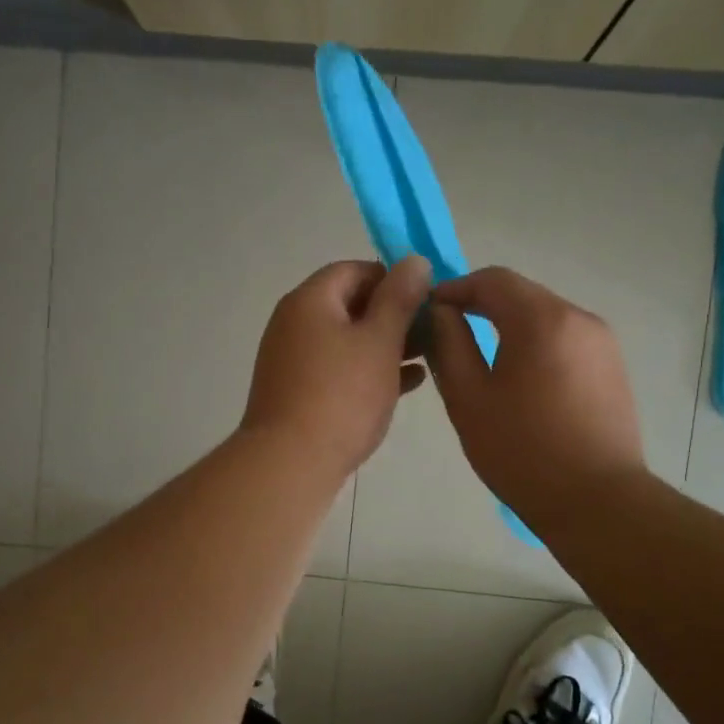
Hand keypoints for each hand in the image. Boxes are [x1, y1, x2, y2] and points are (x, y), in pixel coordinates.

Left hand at [241, 257, 431, 478]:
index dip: (393, 278)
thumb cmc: (341, 395)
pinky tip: (408, 384)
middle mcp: (294, 324)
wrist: (290, 463)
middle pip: (350, 305)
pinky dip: (369, 370)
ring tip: (427, 356)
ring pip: (347, 341)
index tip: (427, 299)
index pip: (354, 270)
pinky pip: (339, 370)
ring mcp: (293, 361)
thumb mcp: (379, 342)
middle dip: (393, 315)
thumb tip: (415, 261)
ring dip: (386, 344)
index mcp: (310, 301)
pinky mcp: (297, 393)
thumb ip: (400, 299)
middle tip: (433, 331)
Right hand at [424, 267, 648, 525]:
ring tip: (481, 361)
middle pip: (522, 295)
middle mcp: (580, 318)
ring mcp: (603, 344)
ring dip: (509, 327)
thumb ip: (448, 345)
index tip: (428, 311)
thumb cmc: (522, 451)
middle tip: (448, 335)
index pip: (492, 280)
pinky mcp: (613, 369)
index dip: (455, 288)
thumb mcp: (469, 398)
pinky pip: (565, 341)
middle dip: (481, 306)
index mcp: (542, 319)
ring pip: (545, 318)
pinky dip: (536, 346)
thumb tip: (439, 313)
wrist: (597, 502)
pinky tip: (521, 383)